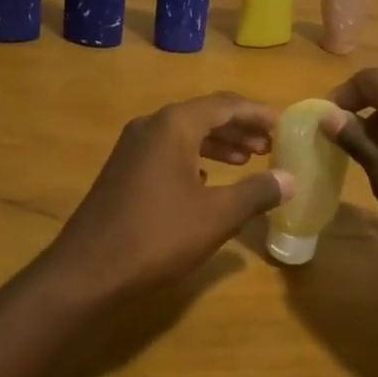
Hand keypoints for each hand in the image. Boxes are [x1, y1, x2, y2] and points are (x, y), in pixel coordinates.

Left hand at [48, 93, 293, 300]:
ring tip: (248, 158)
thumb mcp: (216, 216)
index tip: (285, 125)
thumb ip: (256, 193)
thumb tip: (290, 178)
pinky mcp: (123, 168)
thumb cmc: (157, 236)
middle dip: (240, 127)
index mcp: (175, 125)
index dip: (258, 113)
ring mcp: (133, 146)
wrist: (86, 272)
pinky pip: (168, 149)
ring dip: (218, 142)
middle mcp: (152, 124)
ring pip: (185, 133)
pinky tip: (208, 178)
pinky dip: (194, 157)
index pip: (226, 105)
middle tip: (270, 144)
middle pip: (205, 114)